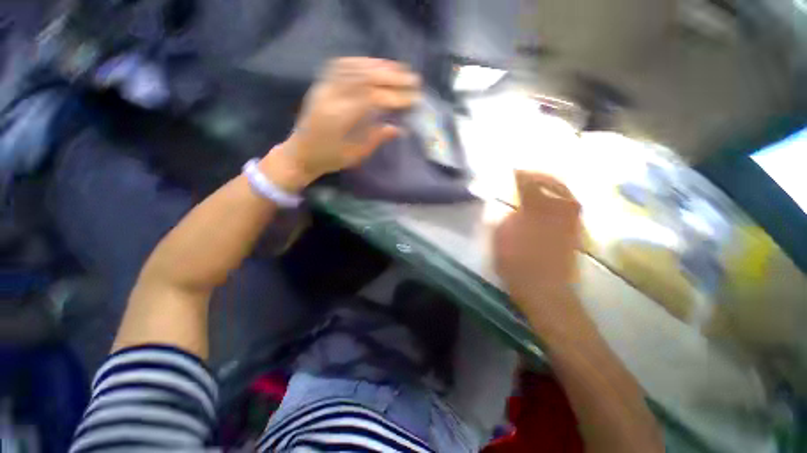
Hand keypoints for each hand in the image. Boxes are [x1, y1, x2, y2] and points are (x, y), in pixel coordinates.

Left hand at [263, 58, 420, 191]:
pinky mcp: (321, 84)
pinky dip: (361, 63)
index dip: (394, 97)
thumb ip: (376, 139)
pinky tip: (374, 65)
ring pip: (353, 67)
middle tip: (413, 78)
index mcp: (339, 119)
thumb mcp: (355, 155)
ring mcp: (324, 87)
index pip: (372, 99)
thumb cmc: (329, 159)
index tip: (413, 98)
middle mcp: (330, 97)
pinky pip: (341, 65)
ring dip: (379, 66)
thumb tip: (398, 128)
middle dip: (391, 77)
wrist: (300, 153)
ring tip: (399, 69)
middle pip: (364, 78)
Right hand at [494, 171, 581, 308]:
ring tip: (544, 183)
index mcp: (535, 210)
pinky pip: (571, 208)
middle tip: (530, 173)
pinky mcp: (575, 232)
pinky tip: (555, 202)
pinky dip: (563, 200)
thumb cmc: (517, 262)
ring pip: (566, 194)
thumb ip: (506, 218)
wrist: (544, 287)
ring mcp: (569, 221)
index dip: (520, 175)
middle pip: (553, 184)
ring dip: (555, 186)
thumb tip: (515, 208)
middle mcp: (557, 210)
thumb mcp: (501, 238)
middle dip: (541, 176)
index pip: (528, 184)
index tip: (513, 169)